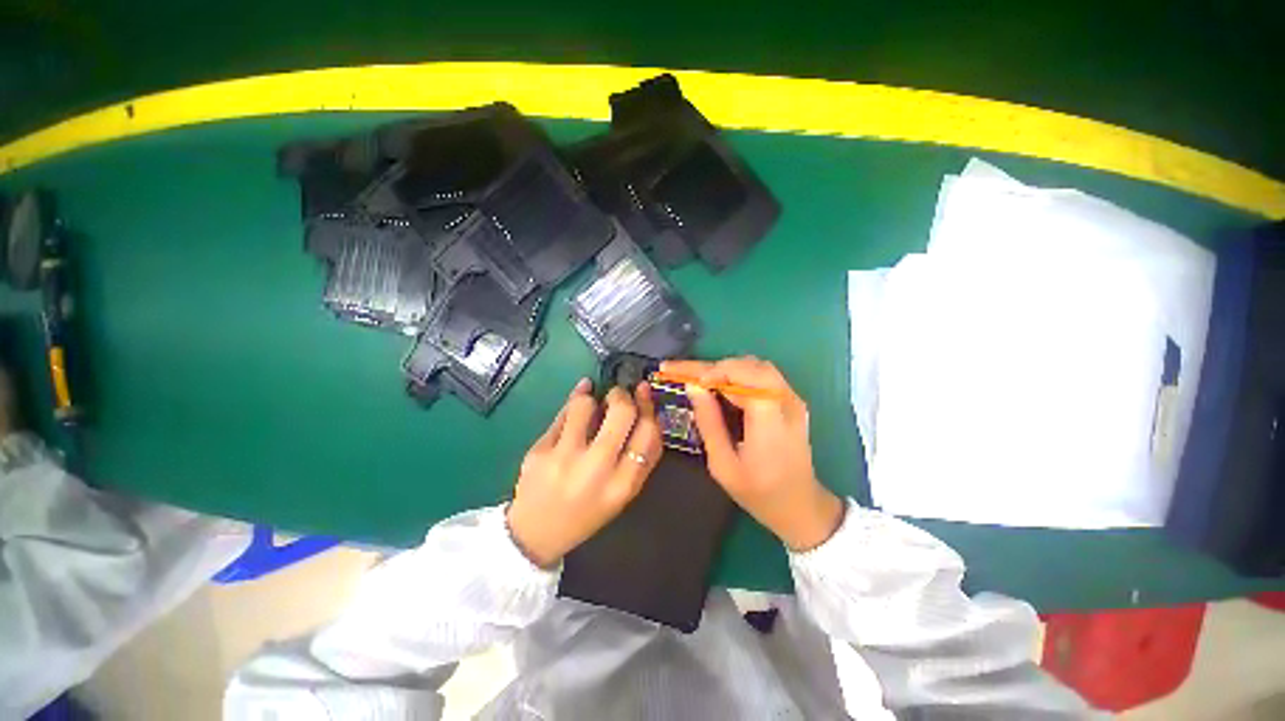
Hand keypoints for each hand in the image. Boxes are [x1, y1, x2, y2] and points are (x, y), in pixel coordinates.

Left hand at [507, 378, 662, 566]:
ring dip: (592, 398)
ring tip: (591, 404)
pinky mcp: (540, 450)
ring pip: (586, 405)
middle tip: (617, 395)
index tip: (643, 394)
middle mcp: (595, 470)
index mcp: (622, 485)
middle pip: (622, 412)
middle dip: (622, 395)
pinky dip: (574, 401)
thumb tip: (650, 412)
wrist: (535, 534)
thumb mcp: (623, 494)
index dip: (648, 407)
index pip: (648, 433)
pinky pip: (563, 413)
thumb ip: (642, 459)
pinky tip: (578, 398)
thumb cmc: (587, 513)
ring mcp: (564, 458)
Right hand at [663, 357, 843, 551]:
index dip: (714, 371)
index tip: (687, 378)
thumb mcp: (723, 465)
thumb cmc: (759, 492)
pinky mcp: (792, 401)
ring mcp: (793, 400)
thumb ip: (708, 422)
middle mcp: (787, 402)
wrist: (801, 507)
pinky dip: (738, 375)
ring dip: (727, 369)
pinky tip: (721, 385)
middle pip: (751, 366)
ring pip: (757, 366)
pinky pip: (763, 376)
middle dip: (715, 366)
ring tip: (701, 379)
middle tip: (686, 373)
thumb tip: (693, 387)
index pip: (744, 377)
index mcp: (771, 421)